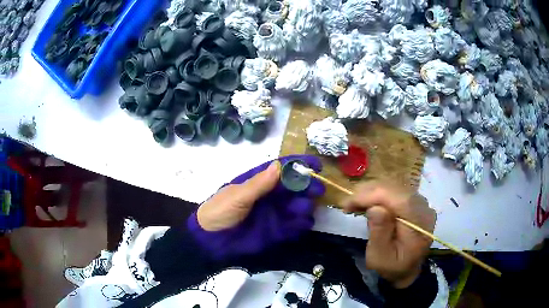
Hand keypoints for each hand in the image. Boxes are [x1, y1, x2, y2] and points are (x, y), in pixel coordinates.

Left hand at [191, 155, 324, 258]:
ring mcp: (275, 213)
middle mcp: (270, 195)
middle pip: (295, 187)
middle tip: (317, 190)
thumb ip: (258, 184)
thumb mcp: (237, 196)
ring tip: (305, 209)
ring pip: (298, 206)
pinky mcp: (277, 230)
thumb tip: (279, 165)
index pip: (282, 169)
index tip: (317, 165)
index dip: (300, 164)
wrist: (211, 240)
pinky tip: (304, 225)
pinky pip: (295, 226)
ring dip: (306, 206)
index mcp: (259, 182)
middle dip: (307, 187)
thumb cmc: (220, 211)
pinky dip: (303, 224)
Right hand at [342, 181, 435, 288]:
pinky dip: (377, 194)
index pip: (401, 199)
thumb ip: (379, 233)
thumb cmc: (392, 267)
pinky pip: (394, 190)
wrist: (407, 269)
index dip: (374, 195)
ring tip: (354, 205)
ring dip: (371, 192)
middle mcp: (424, 207)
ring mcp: (420, 202)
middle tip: (347, 204)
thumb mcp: (380, 258)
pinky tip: (366, 203)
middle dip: (369, 192)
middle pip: (397, 189)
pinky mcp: (413, 201)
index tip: (349, 202)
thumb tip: (375, 207)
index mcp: (420, 224)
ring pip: (394, 186)